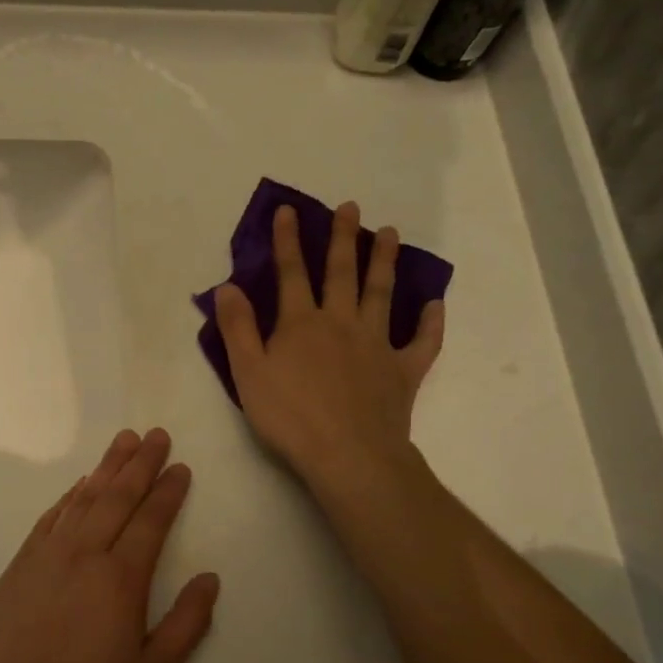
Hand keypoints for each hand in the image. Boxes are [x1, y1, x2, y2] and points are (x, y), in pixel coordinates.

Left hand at [0, 428, 219, 662]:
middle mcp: (85, 554)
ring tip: (123, 441)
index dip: (168, 491)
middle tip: (156, 434)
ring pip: (84, 499)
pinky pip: (50, 518)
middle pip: (118, 496)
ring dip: (106, 467)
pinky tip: (81, 484)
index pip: (151, 520)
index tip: (180, 467)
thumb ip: (187, 623)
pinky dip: (69, 496)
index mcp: (121, 578)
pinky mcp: (21, 564)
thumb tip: (210, 578)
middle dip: (140, 463)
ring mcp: (48, 555)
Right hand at [214, 201, 443, 483]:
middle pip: (342, 273)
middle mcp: (341, 323)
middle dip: (343, 238)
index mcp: (301, 324)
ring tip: (390, 234)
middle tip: (350, 207)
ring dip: (384, 262)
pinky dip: (430, 322)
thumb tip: (227, 286)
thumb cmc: (291, 417)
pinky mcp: (404, 371)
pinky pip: (422, 342)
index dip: (288, 240)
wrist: (349, 455)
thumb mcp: (248, 373)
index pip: (291, 273)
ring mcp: (377, 345)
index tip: (289, 210)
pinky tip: (435, 304)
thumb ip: (237, 328)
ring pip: (381, 294)